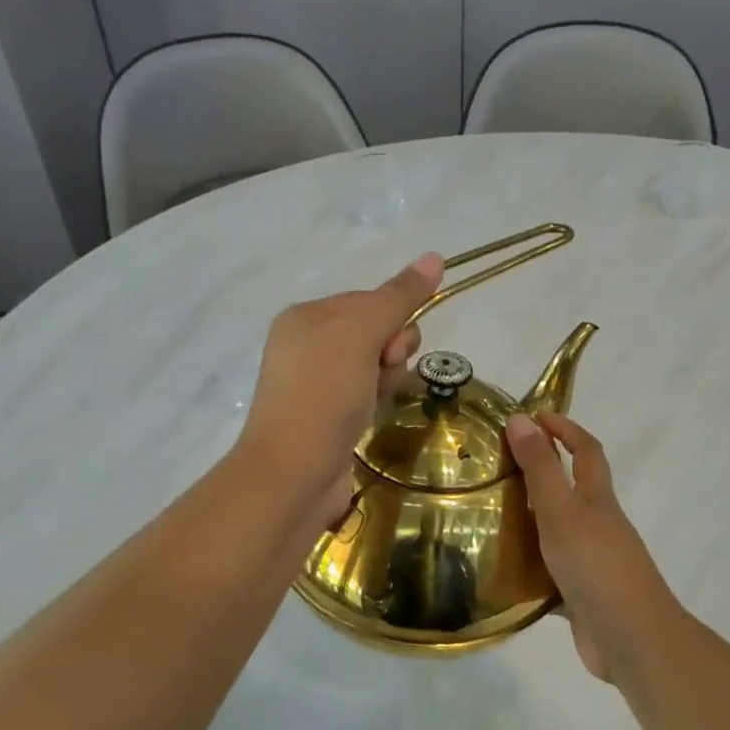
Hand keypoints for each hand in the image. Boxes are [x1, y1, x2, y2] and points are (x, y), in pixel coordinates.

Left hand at [239, 253, 443, 525]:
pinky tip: (368, 419)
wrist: (294, 472)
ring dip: (385, 381)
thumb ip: (399, 297)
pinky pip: (365, 395)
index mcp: (305, 316)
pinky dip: (374, 403)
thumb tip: (435, 256)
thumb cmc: (324, 394)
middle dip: (390, 353)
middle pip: (375, 333)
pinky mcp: (326, 417)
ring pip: (374, 367)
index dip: (392, 320)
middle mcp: (306, 345)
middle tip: (382, 374)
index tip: (390, 348)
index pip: (369, 300)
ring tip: (372, 404)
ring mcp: (314, 384)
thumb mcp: (361, 334)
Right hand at [505, 412, 681, 679]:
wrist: (630, 638)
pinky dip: (529, 569)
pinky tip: (500, 572)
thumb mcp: (562, 510)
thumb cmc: (596, 566)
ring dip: (531, 521)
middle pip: (573, 490)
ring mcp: (592, 562)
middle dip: (542, 473)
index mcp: (598, 500)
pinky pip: (550, 574)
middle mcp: (598, 526)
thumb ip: (541, 468)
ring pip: (558, 532)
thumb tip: (522, 419)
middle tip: (498, 467)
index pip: (587, 451)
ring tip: (488, 516)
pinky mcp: (582, 596)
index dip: (565, 429)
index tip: (534, 417)